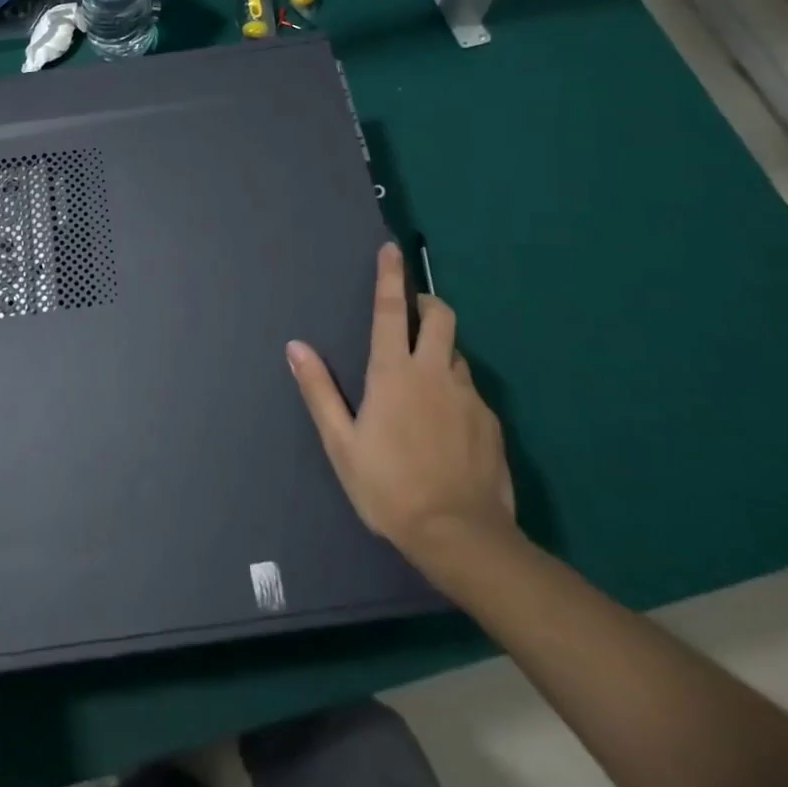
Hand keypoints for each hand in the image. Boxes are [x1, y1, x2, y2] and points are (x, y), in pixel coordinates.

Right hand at [287, 243, 516, 562]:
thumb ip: (319, 390)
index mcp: (393, 373)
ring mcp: (467, 396)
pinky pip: (470, 390)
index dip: (390, 276)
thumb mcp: (341, 444)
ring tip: (425, 380)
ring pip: (456, 354)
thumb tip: (296, 347)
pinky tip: (447, 423)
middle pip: (440, 316)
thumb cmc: (389, 488)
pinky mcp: (491, 421)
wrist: (461, 537)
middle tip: (413, 314)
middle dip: (427, 303)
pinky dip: (455, 391)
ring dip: (440, 351)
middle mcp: (433, 373)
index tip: (391, 249)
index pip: (391, 310)